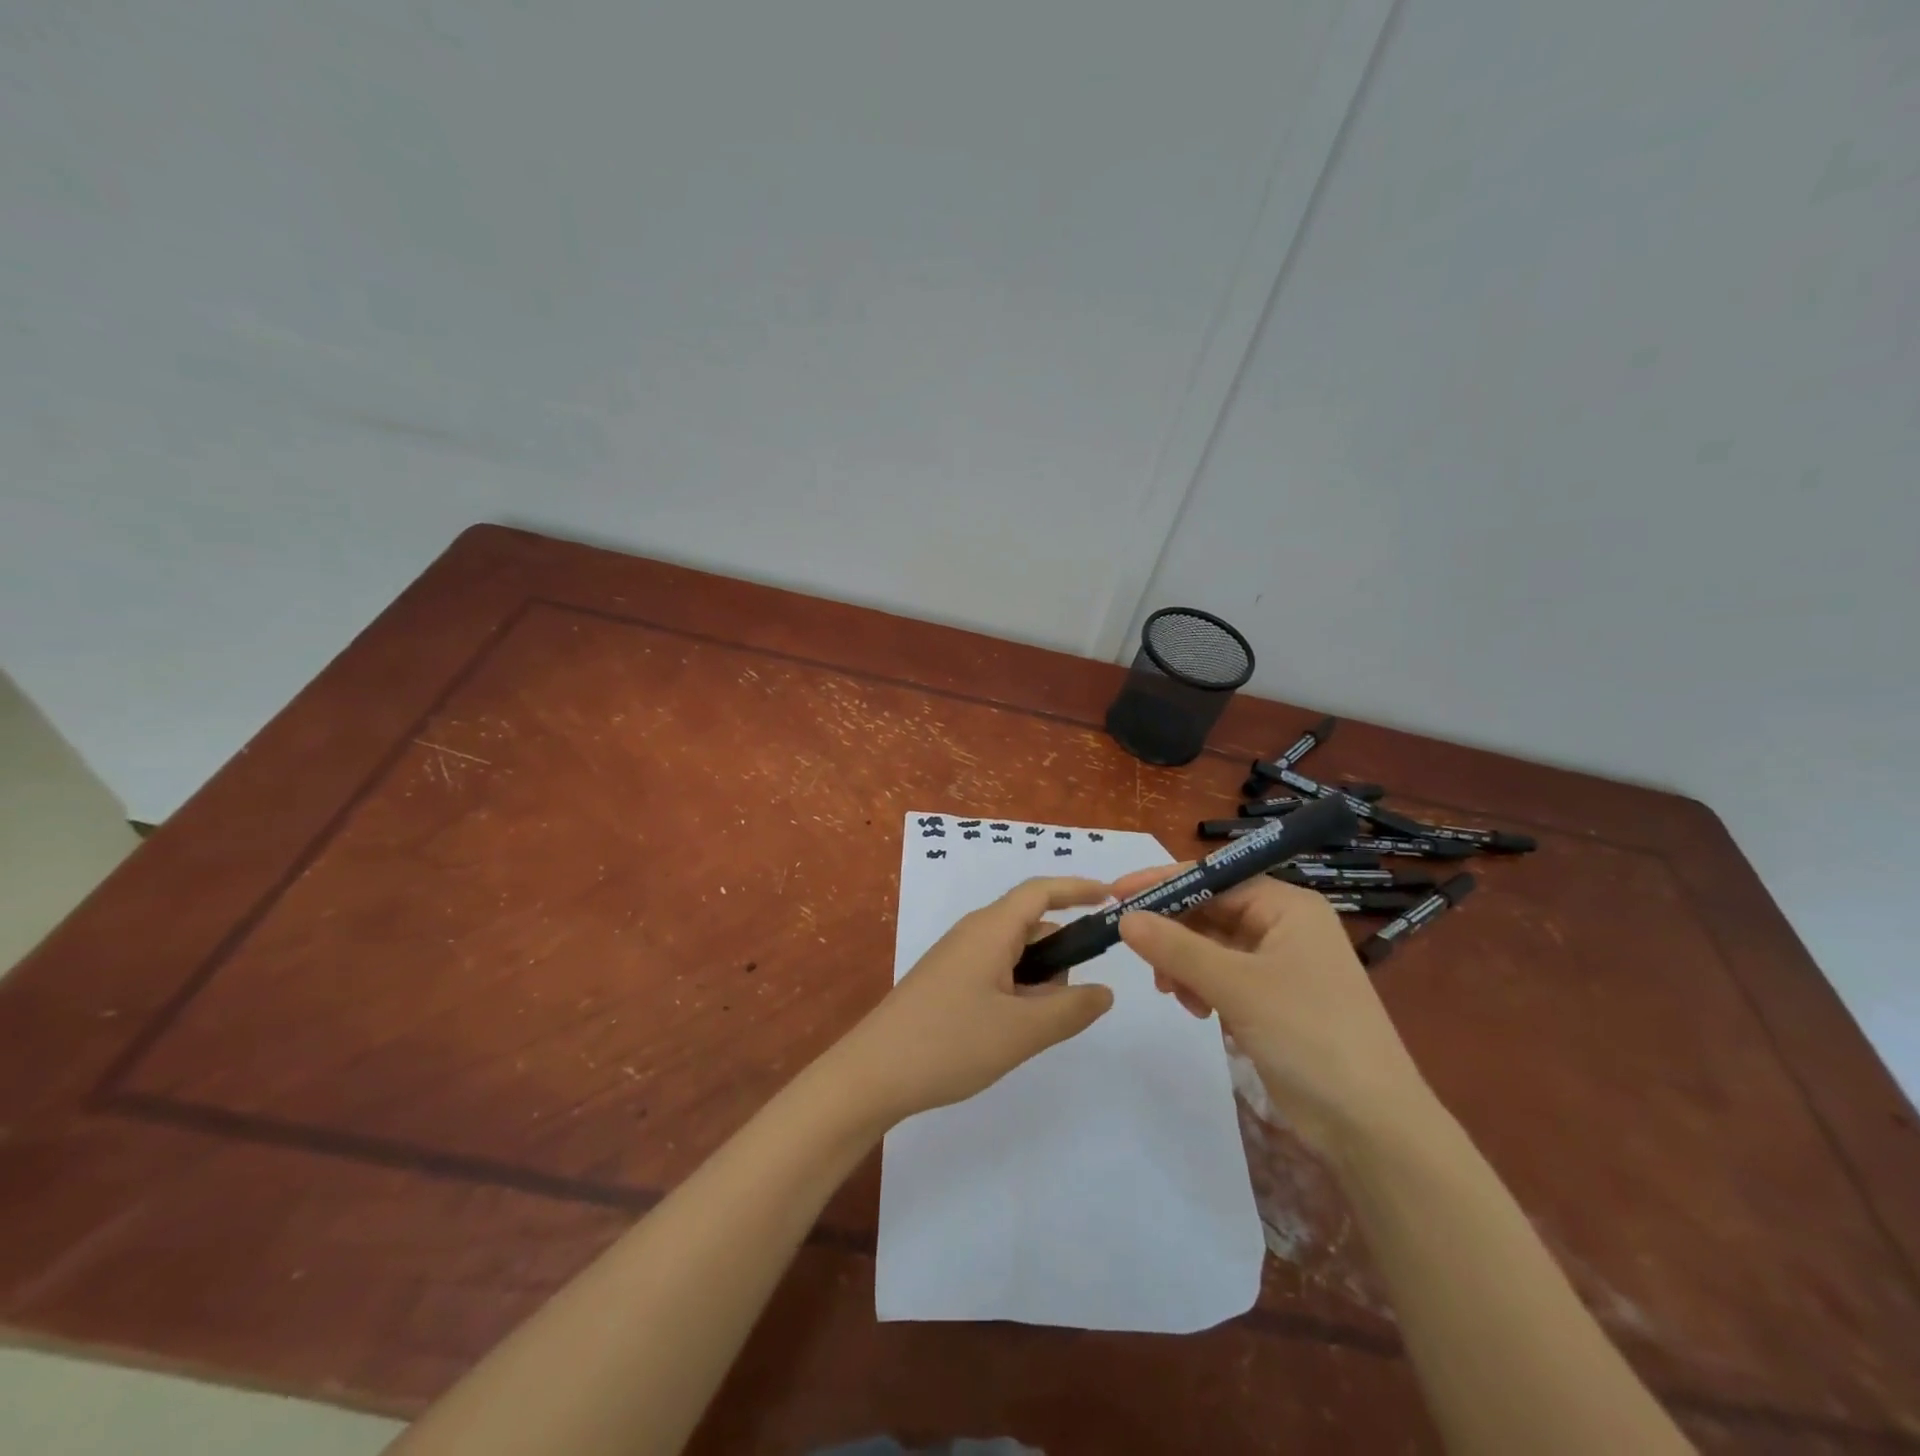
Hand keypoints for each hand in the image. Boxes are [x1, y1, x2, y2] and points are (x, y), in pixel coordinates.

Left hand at [827, 877, 1116, 1125]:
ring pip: (1014, 954)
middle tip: (1066, 1004)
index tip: (1113, 898)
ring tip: (1031, 1029)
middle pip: (1031, 926)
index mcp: (990, 929)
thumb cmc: (949, 1043)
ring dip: (1037, 981)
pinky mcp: (946, 982)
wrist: (871, 1074)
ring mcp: (956, 958)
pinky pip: (995, 972)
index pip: (1041, 891)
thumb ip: (1071, 1009)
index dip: (1078, 888)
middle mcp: (973, 933)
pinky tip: (1010, 1032)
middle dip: (1060, 955)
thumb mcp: (1021, 1031)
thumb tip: (1104, 991)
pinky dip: (1016, 992)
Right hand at [1109, 867, 1431, 1154]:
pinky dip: (1201, 987)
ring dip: (1184, 964)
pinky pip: (1222, 977)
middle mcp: (1284, 927)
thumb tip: (1124, 917)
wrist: (1371, 1125)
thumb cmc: (1309, 1035)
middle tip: (1137, 953)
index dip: (1164, 884)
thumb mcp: (1236, 985)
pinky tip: (1196, 1010)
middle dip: (1173, 932)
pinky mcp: (1273, 1001)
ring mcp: (1280, 966)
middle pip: (1211, 912)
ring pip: (1212, 947)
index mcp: (1287, 907)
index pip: (1214, 878)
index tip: (1116, 894)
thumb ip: (1176, 948)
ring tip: (1170, 991)